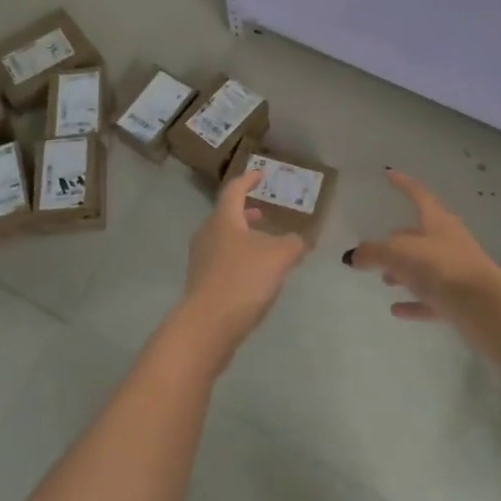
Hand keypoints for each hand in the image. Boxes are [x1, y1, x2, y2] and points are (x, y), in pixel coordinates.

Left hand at [175, 169, 307, 361]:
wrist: (208, 325)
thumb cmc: (243, 279)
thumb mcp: (279, 257)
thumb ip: (293, 243)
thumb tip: (299, 240)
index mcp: (223, 219)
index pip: (234, 190)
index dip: (248, 180)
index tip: (260, 175)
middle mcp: (207, 234)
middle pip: (226, 216)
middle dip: (246, 213)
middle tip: (263, 214)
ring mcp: (201, 260)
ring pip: (224, 240)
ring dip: (243, 238)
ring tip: (265, 247)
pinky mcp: (201, 284)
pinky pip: (222, 262)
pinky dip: (239, 259)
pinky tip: (255, 275)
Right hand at [345, 170, 500, 324]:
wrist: (485, 307)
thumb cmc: (441, 267)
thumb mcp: (398, 254)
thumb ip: (373, 252)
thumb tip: (351, 256)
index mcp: (437, 221)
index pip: (418, 195)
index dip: (403, 184)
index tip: (389, 175)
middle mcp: (449, 241)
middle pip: (421, 234)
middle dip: (399, 239)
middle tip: (378, 246)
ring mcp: (457, 271)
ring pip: (426, 267)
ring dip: (405, 272)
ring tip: (384, 279)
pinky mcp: (461, 300)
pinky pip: (432, 298)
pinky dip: (414, 301)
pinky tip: (397, 309)